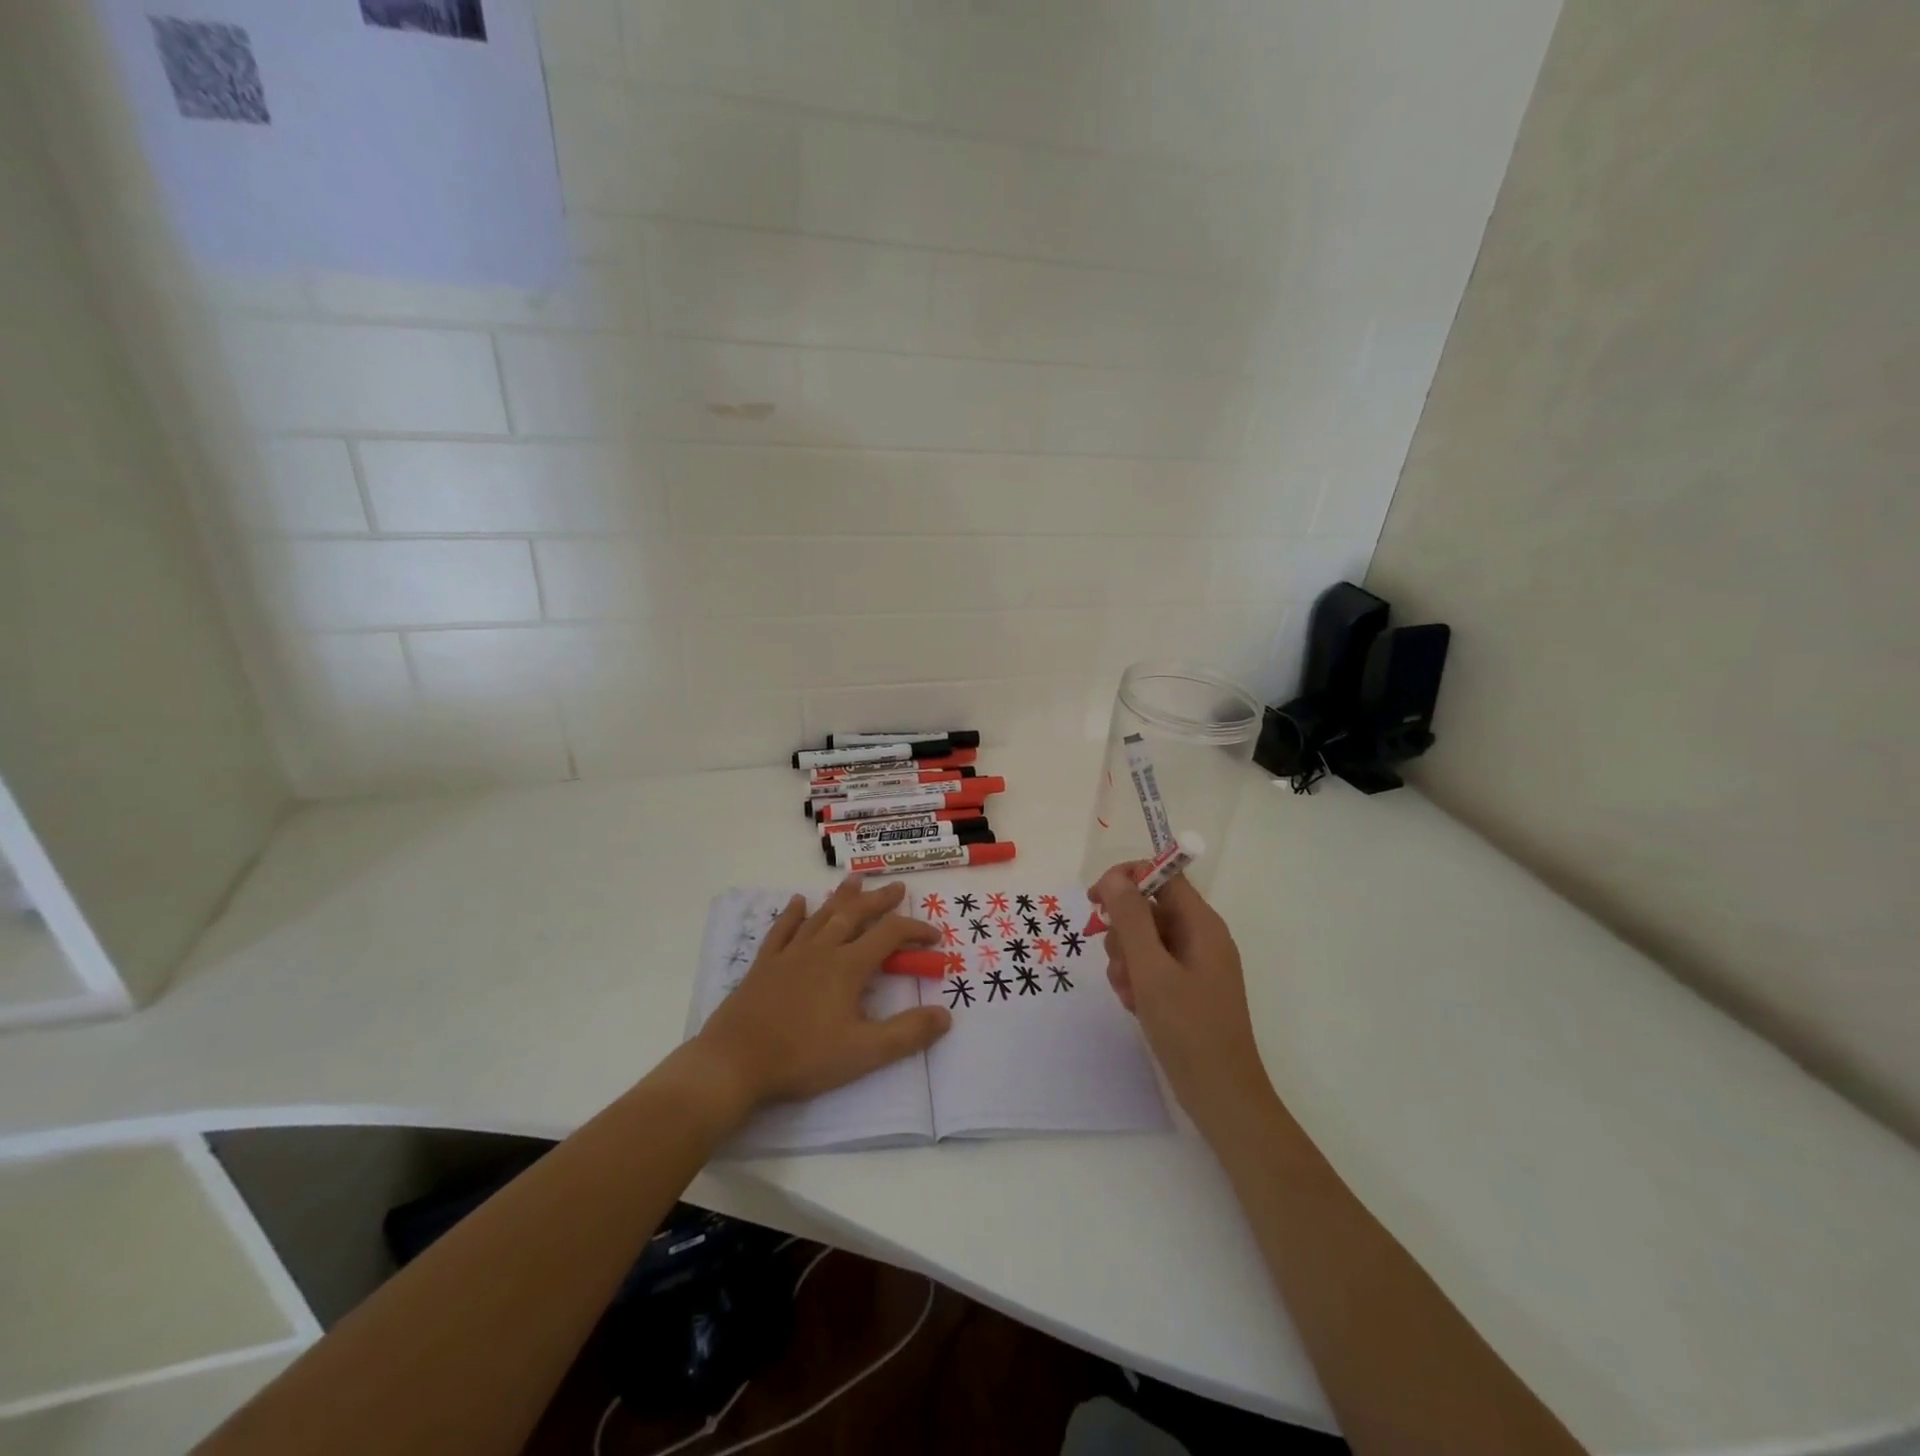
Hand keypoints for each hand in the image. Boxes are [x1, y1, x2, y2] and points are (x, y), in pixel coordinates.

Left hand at [694, 877, 952, 1109]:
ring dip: (841, 897)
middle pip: (855, 915)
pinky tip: (797, 902)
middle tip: (898, 887)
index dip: (915, 931)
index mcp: (847, 966)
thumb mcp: (863, 1052)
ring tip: (855, 880)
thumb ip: (907, 1033)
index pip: (889, 935)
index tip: (934, 937)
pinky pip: (782, 930)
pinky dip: (792, 914)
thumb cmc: (803, 1057)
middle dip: (880, 900)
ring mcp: (790, 954)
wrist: (735, 1062)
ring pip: (821, 916)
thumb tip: (945, 1016)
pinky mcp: (764, 965)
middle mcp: (821, 950)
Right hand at [1091, 864, 1275, 1141]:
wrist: (1221, 1096)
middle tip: (1120, 964)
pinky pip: (1152, 966)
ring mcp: (1194, 964)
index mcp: (1202, 924)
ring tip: (1129, 992)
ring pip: (1145, 939)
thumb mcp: (1151, 970)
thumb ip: (1131, 919)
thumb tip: (1115, 877)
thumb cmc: (1188, 1029)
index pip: (1163, 876)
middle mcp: (1201, 937)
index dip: (1127, 879)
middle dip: (1123, 932)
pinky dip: (1136, 979)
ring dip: (1125, 960)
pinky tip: (1134, 1004)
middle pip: (1149, 908)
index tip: (1096, 900)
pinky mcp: (1187, 988)